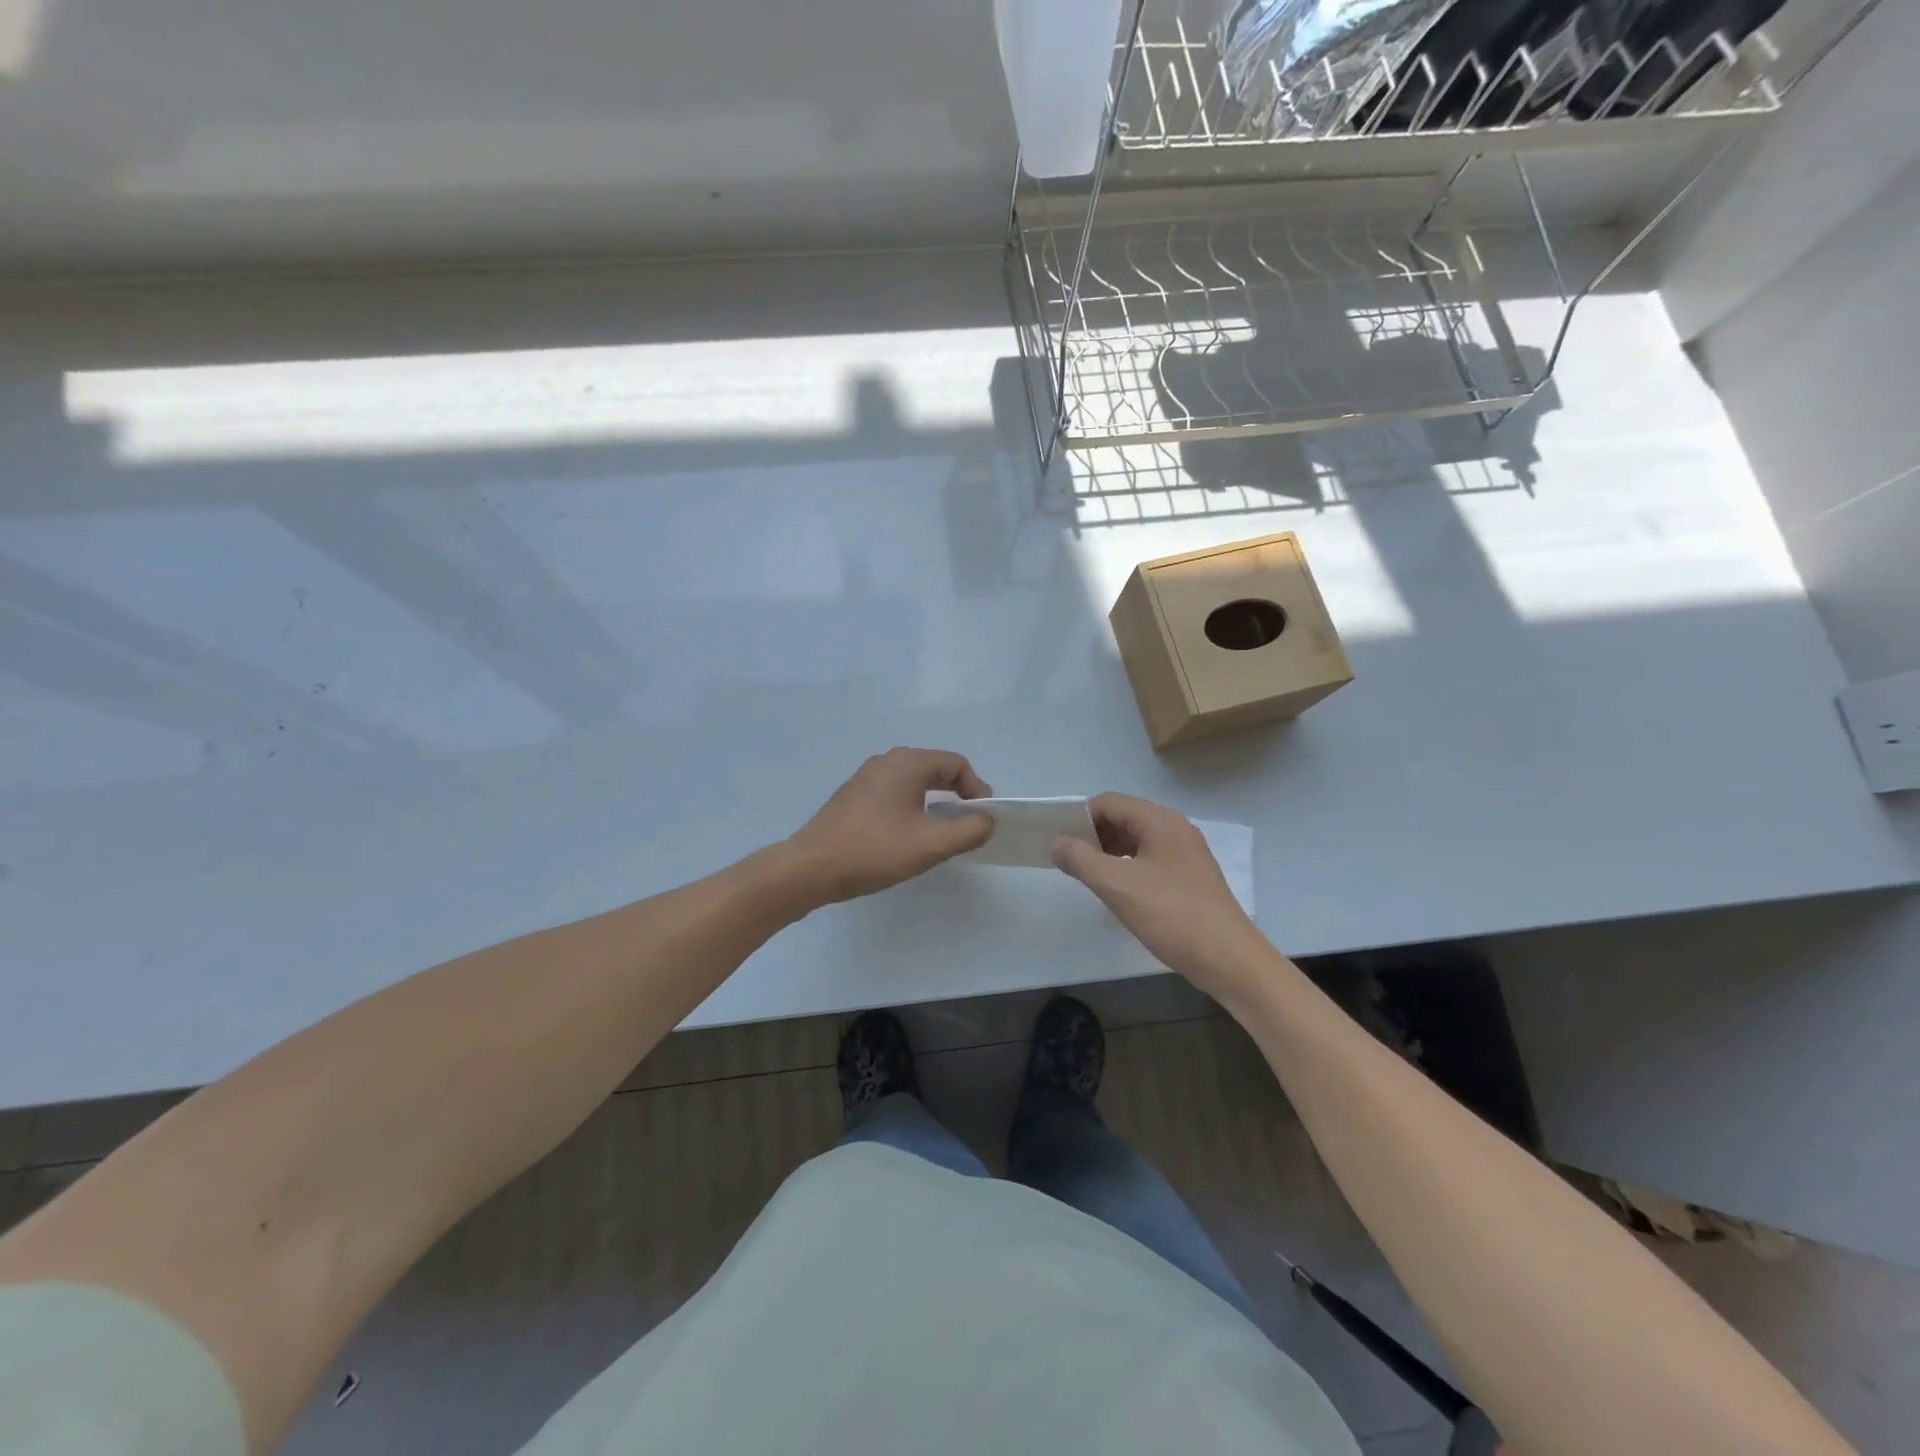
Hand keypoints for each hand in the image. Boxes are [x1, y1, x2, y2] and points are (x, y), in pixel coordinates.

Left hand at [785, 748, 994, 904]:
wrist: (811, 867)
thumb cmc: (874, 851)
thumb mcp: (930, 845)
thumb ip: (968, 831)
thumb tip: (986, 821)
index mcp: (906, 764)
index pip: (956, 764)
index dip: (977, 788)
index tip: (983, 817)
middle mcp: (886, 762)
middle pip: (935, 768)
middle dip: (958, 792)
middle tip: (969, 823)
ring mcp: (866, 778)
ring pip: (913, 781)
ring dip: (935, 800)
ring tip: (942, 830)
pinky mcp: (853, 796)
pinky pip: (894, 791)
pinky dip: (912, 805)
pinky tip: (909, 834)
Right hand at [1052, 793, 1269, 993]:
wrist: (1228, 959)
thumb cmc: (1172, 915)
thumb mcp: (1118, 885)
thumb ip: (1081, 859)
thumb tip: (1056, 842)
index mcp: (1159, 820)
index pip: (1109, 802)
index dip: (1079, 817)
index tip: (1058, 841)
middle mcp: (1174, 828)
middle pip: (1123, 818)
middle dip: (1092, 835)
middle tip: (1067, 860)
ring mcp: (1185, 853)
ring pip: (1135, 840)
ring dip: (1108, 852)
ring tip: (1086, 875)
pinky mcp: (1189, 877)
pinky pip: (1149, 859)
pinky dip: (1126, 867)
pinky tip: (1115, 890)